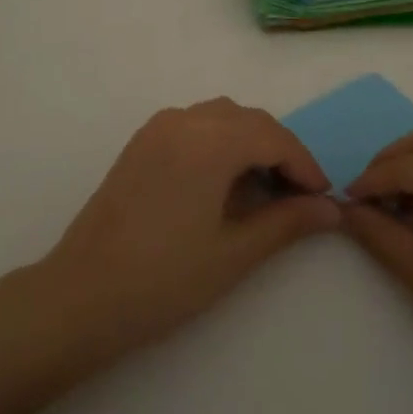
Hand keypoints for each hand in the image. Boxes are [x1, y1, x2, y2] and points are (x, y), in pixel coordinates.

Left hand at [38, 98, 339, 359]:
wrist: (82, 295)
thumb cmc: (164, 279)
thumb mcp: (234, 253)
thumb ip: (286, 223)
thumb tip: (330, 209)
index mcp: (209, 140)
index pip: (273, 136)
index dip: (304, 164)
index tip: (323, 198)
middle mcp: (183, 120)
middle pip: (248, 120)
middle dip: (279, 151)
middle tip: (300, 196)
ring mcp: (157, 128)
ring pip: (220, 117)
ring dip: (249, 143)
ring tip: (265, 189)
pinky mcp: (141, 143)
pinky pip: (194, 125)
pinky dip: (220, 142)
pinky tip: (224, 182)